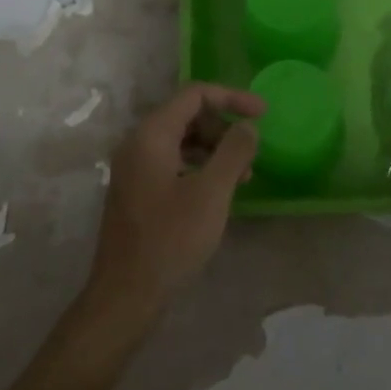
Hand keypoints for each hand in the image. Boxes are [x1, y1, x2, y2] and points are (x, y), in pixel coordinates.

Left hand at [83, 82, 265, 325]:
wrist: (126, 295)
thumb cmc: (171, 239)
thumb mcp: (211, 193)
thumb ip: (233, 152)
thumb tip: (248, 125)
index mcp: (151, 135)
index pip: (194, 94)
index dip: (232, 97)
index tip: (263, 113)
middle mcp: (137, 143)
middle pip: (187, 115)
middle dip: (224, 127)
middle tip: (252, 153)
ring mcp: (134, 168)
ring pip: (181, 140)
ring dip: (215, 149)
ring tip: (243, 176)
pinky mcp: (137, 191)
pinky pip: (173, 162)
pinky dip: (200, 167)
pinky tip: (219, 192)